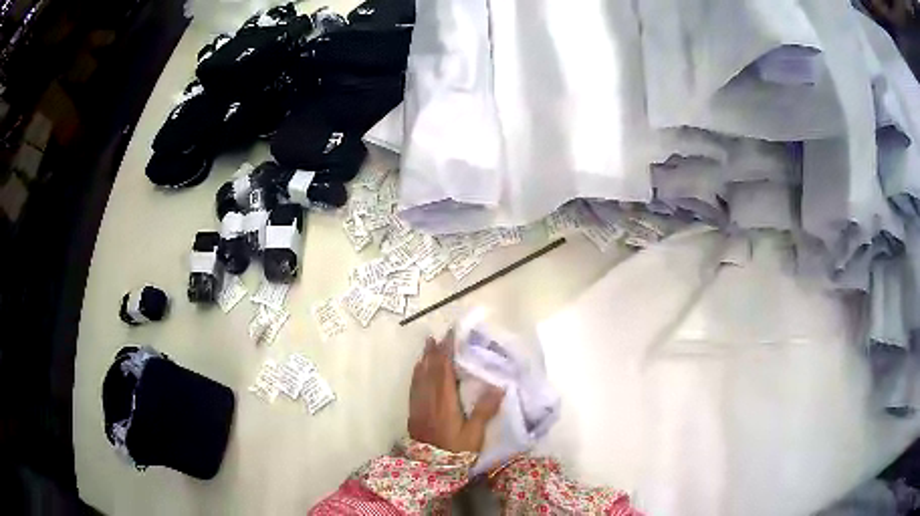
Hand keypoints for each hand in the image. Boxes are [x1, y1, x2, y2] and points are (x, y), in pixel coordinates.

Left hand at [408, 330, 504, 452]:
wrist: (429, 466)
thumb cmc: (455, 450)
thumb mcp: (474, 434)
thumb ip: (484, 411)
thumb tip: (499, 387)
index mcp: (445, 401)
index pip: (444, 370)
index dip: (446, 352)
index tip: (450, 336)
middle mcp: (429, 398)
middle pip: (431, 370)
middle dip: (434, 351)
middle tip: (438, 335)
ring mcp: (419, 404)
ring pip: (420, 376)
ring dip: (424, 359)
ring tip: (427, 346)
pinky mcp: (414, 411)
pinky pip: (414, 386)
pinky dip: (417, 374)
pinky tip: (418, 370)